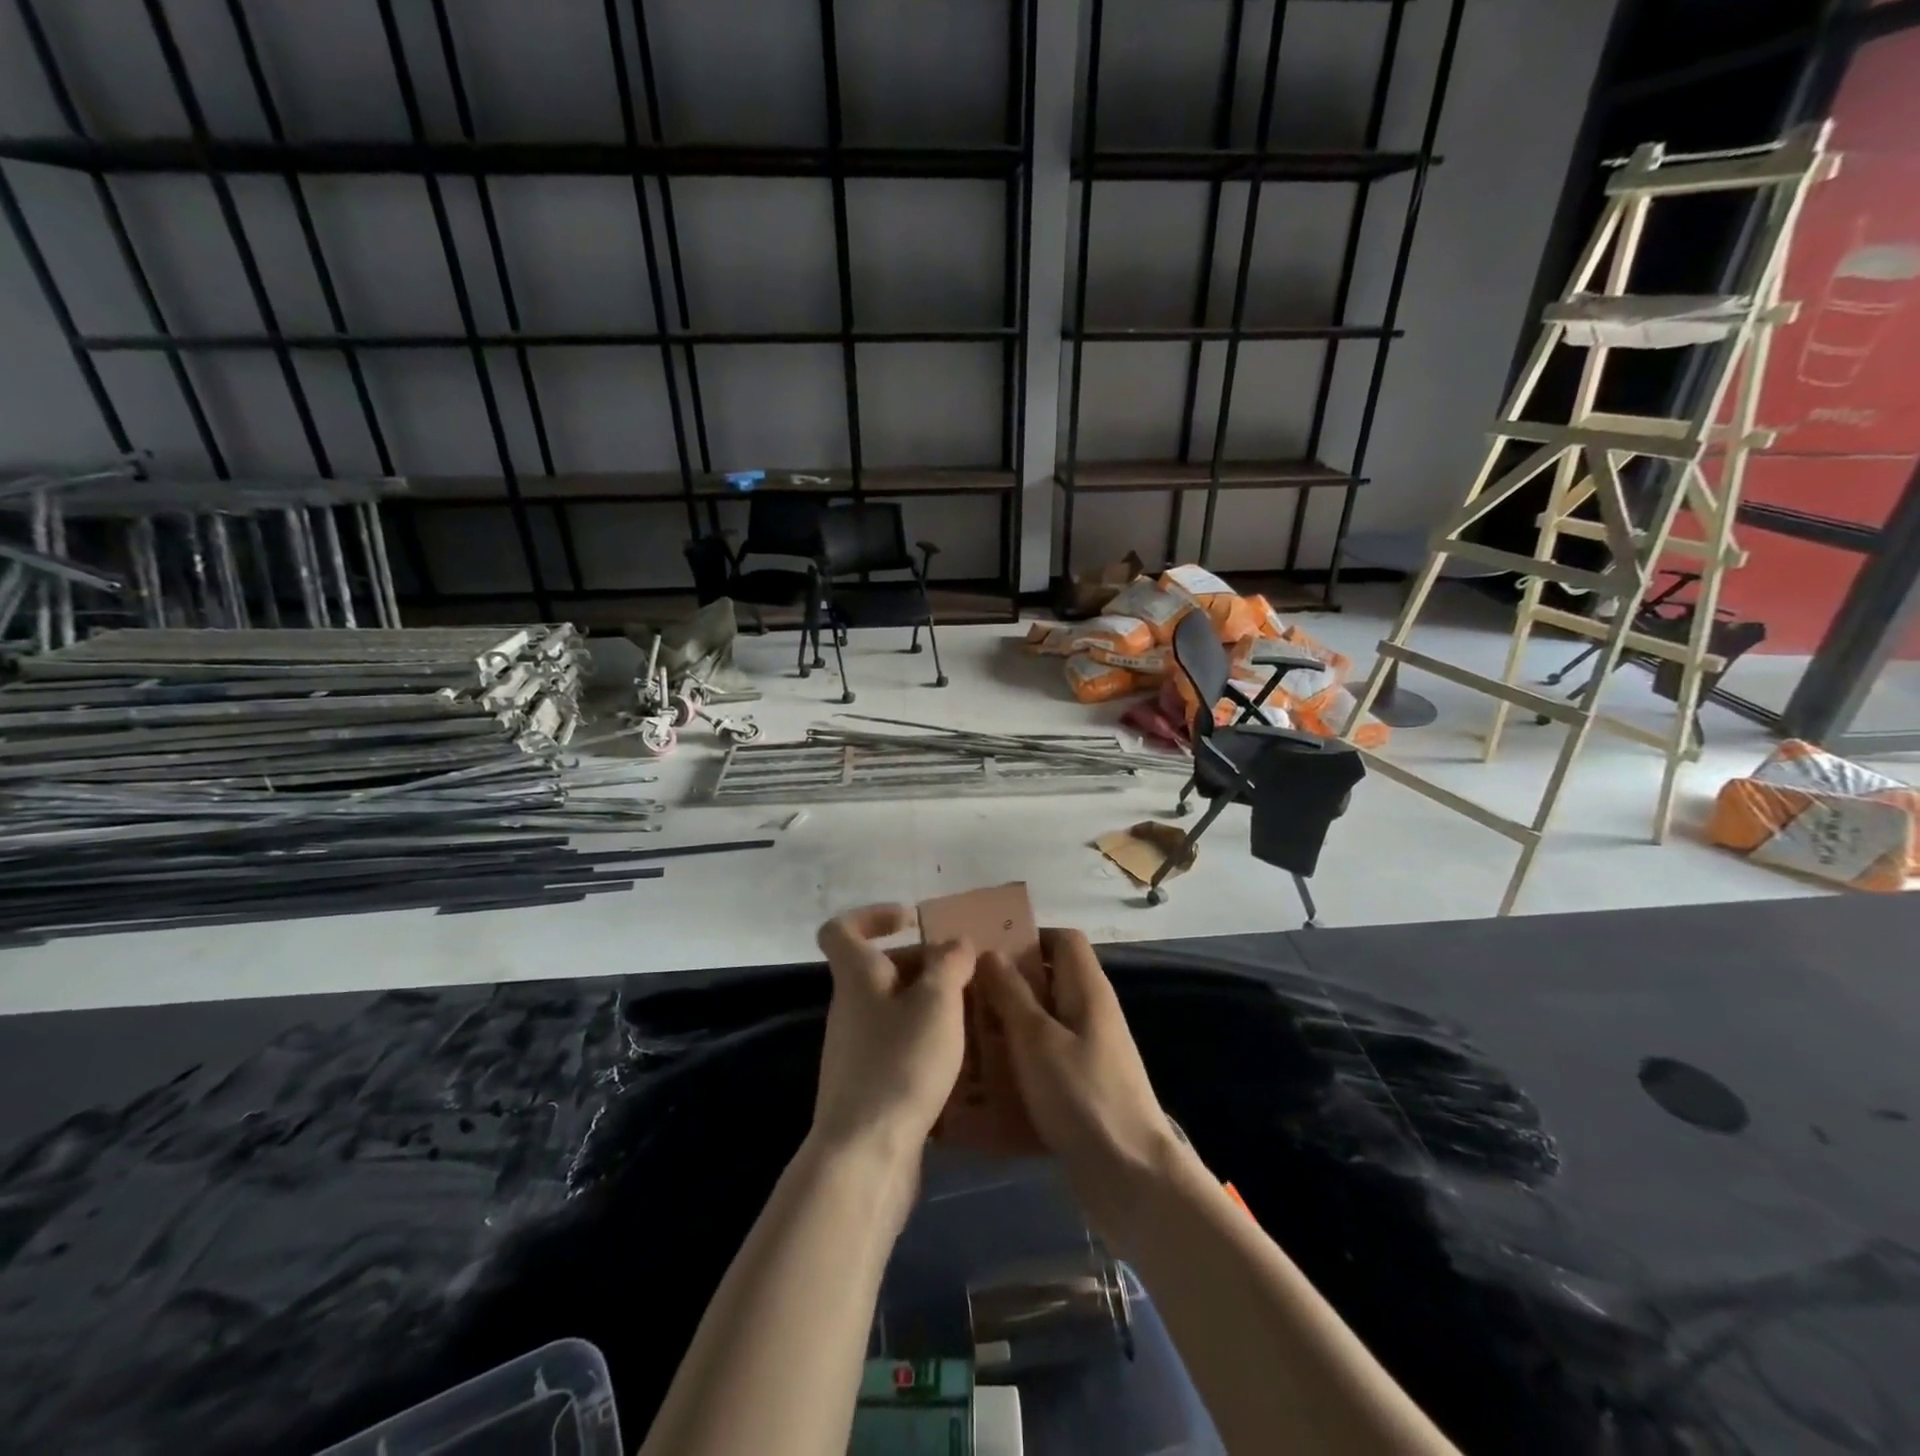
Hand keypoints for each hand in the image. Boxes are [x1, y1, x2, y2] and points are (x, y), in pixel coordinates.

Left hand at [813, 904, 976, 1167]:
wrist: (864, 1155)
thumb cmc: (900, 1063)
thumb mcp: (936, 1003)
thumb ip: (949, 964)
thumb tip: (955, 941)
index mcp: (856, 978)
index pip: (841, 929)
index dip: (872, 916)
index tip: (911, 921)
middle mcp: (849, 1008)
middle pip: (879, 970)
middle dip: (922, 965)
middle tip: (966, 974)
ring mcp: (855, 1049)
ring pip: (893, 1010)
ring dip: (929, 1006)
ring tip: (972, 1014)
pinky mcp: (867, 1085)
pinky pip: (898, 1046)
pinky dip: (925, 1043)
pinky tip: (959, 1059)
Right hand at [977, 929, 1186, 1248]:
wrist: (1130, 1175)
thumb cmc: (1081, 1094)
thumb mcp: (1036, 1038)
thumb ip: (1012, 993)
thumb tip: (991, 953)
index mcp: (1087, 989)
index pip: (1063, 940)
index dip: (1029, 936)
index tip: (988, 951)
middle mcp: (1091, 1013)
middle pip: (1050, 980)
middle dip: (1008, 983)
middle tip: (966, 995)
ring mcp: (1089, 1051)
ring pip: (1043, 1021)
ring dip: (1009, 1025)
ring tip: (967, 1034)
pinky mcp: (1082, 1086)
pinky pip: (1046, 1059)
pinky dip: (1020, 1061)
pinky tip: (987, 1079)